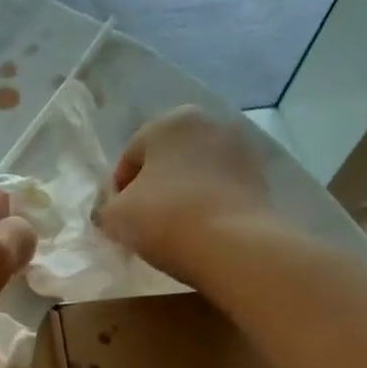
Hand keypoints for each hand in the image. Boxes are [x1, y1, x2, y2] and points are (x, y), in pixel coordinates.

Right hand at [97, 106, 287, 281]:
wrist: (232, 245)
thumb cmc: (163, 219)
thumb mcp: (113, 216)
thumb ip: (106, 206)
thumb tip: (113, 208)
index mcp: (169, 121)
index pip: (130, 157)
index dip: (118, 190)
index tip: (117, 218)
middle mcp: (208, 123)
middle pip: (166, 160)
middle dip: (153, 186)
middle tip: (144, 222)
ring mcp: (240, 148)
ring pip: (195, 172)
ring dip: (182, 193)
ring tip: (173, 228)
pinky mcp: (261, 175)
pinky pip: (220, 188)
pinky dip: (207, 202)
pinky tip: (199, 229)